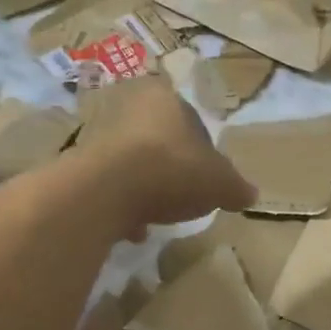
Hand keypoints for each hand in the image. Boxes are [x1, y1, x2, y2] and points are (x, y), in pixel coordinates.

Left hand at [78, 76, 254, 234]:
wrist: (107, 190)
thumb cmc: (173, 171)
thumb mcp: (221, 184)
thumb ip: (237, 188)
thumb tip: (250, 194)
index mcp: (167, 99)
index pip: (193, 122)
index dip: (205, 153)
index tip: (209, 180)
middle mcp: (130, 108)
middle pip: (160, 142)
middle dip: (172, 169)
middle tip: (185, 196)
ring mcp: (100, 135)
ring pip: (134, 163)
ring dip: (146, 188)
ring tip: (158, 216)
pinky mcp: (81, 164)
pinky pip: (110, 185)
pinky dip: (123, 205)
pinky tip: (133, 229)